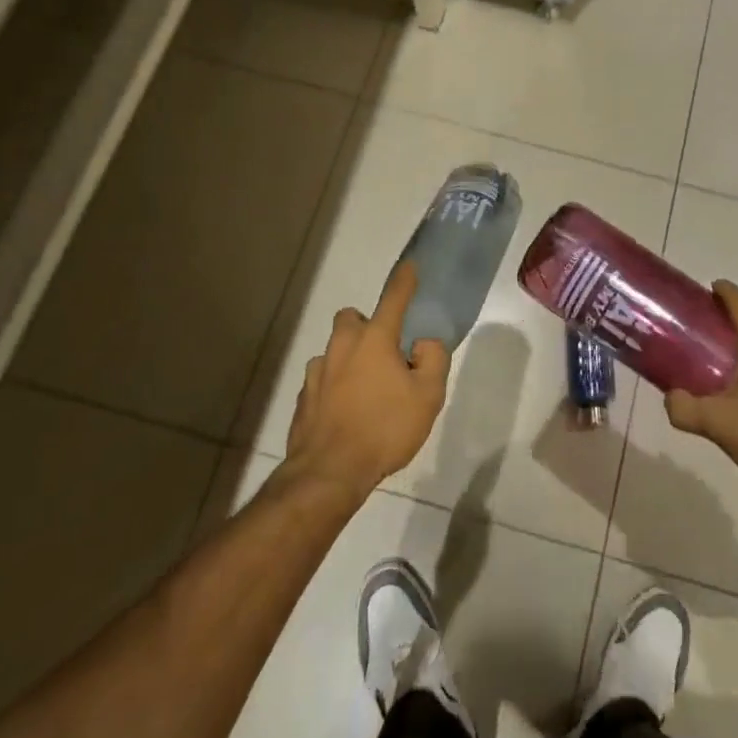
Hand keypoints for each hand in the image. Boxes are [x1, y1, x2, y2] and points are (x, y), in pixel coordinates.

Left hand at [285, 262, 451, 499]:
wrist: (329, 473)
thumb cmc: (384, 428)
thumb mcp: (429, 396)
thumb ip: (433, 360)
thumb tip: (422, 345)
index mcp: (375, 339)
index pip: (393, 298)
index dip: (404, 280)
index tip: (410, 265)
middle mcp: (343, 346)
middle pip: (352, 319)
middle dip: (366, 326)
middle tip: (384, 353)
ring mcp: (318, 372)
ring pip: (335, 350)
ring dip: (349, 359)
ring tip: (366, 389)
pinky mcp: (304, 398)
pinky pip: (322, 379)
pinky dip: (334, 386)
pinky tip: (346, 412)